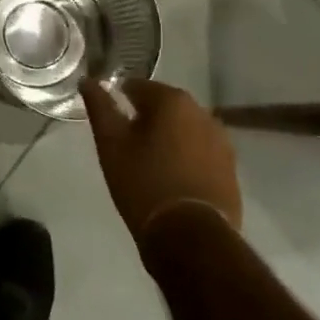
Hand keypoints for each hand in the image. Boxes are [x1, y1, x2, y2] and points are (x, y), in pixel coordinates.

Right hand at [80, 77, 241, 237]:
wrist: (191, 239)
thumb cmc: (144, 184)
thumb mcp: (111, 145)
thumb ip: (99, 107)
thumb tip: (88, 80)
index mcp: (172, 100)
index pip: (138, 87)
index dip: (120, 101)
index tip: (111, 124)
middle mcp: (202, 112)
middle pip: (164, 107)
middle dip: (146, 120)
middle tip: (127, 146)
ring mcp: (222, 142)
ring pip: (184, 130)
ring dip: (168, 139)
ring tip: (149, 165)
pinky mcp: (231, 170)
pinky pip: (201, 153)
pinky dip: (186, 159)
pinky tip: (173, 180)